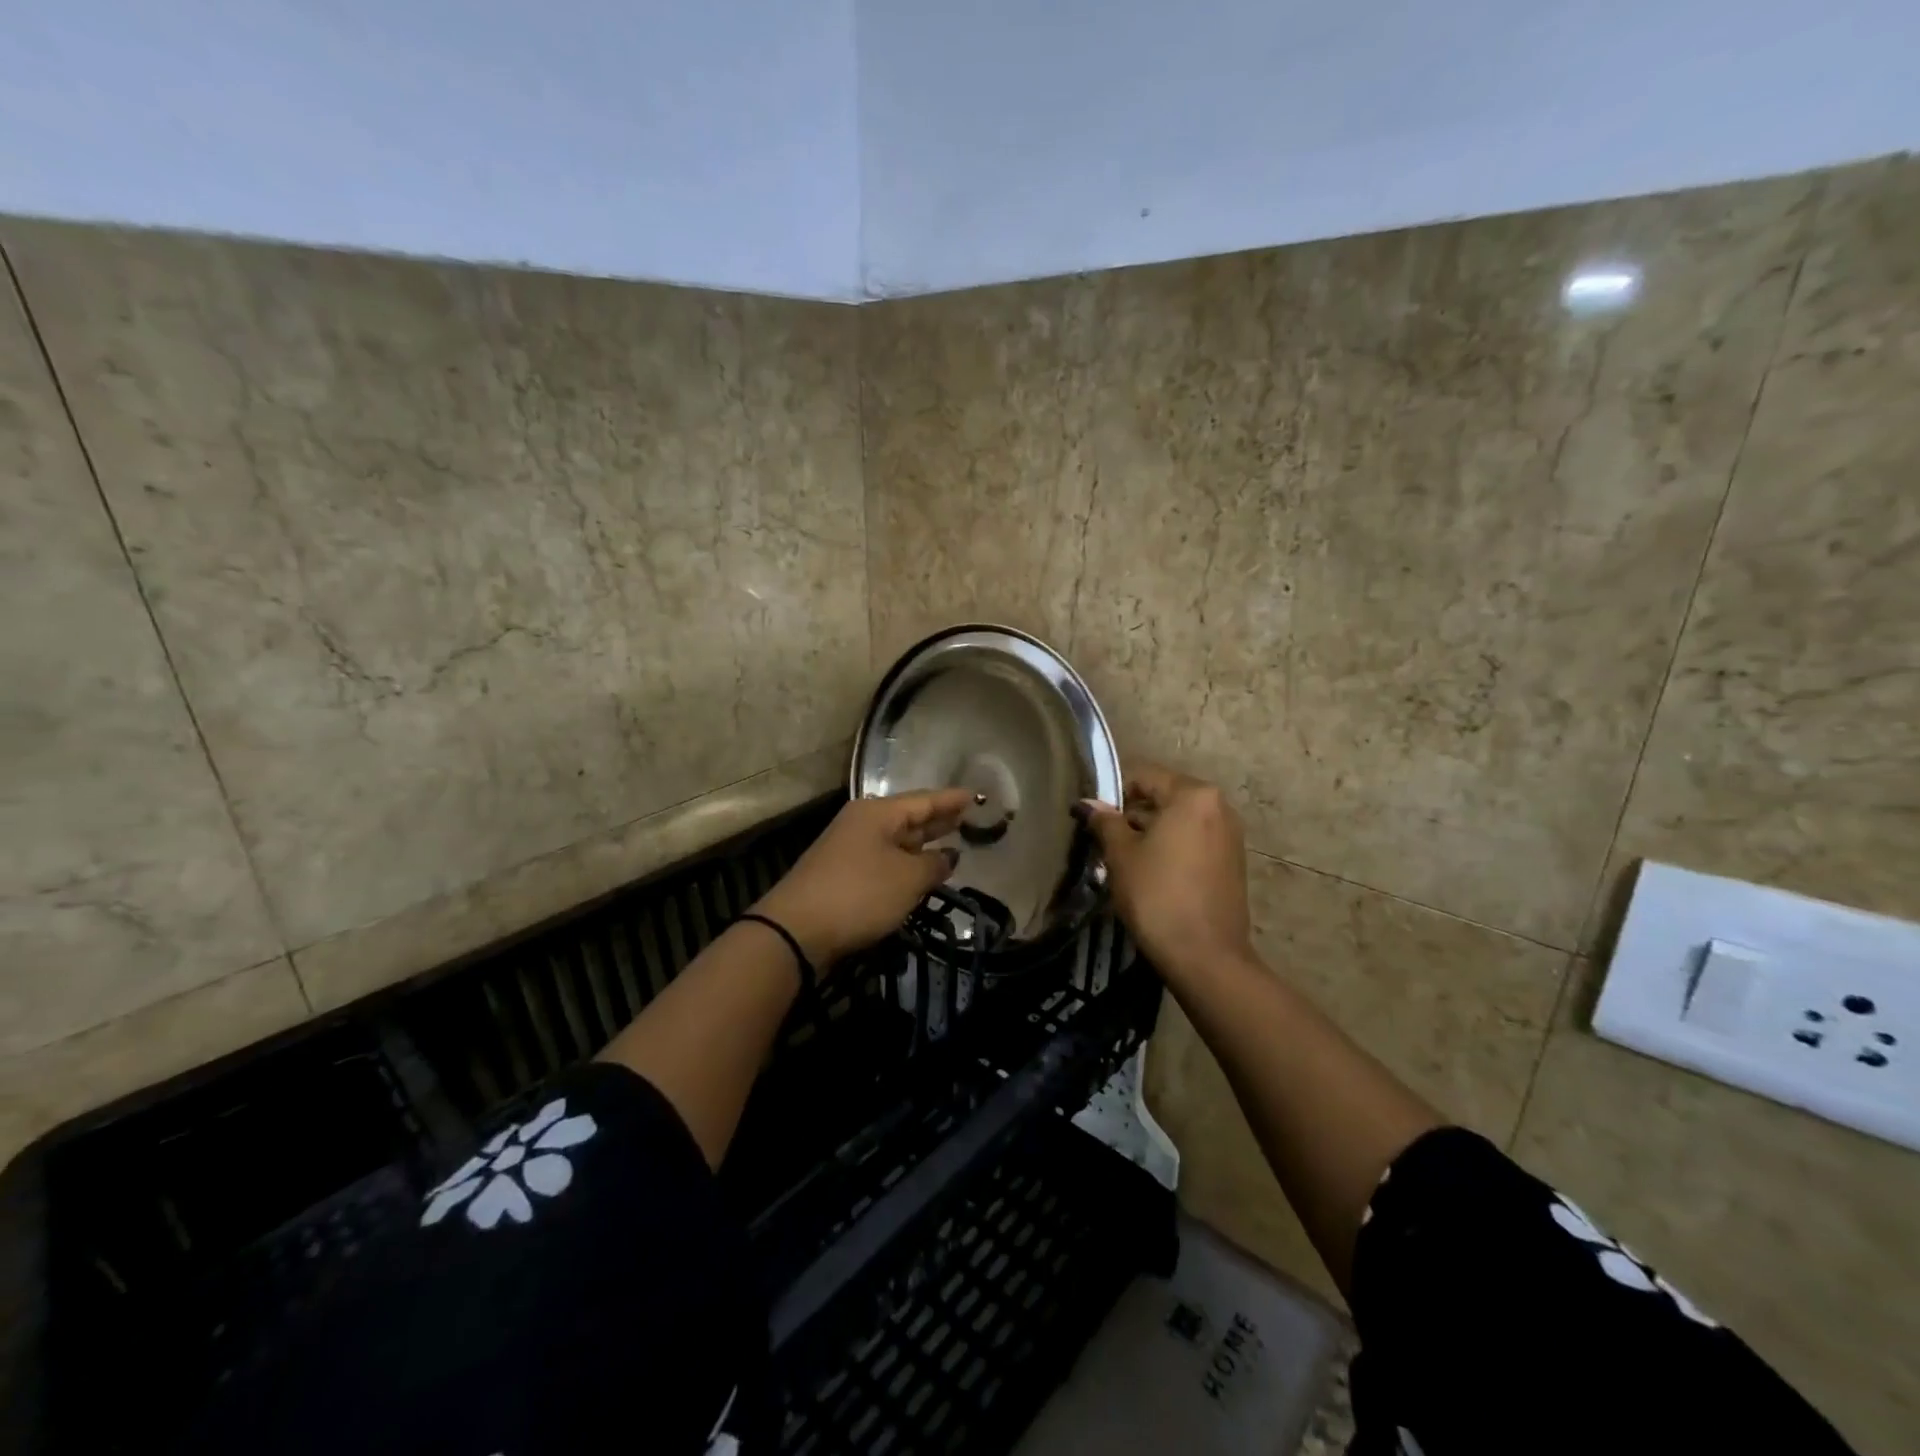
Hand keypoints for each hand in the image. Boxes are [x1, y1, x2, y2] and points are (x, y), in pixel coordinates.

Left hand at [752, 789, 974, 969]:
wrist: (796, 930)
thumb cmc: (860, 894)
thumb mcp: (907, 879)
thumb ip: (934, 865)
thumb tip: (948, 856)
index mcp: (878, 813)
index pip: (924, 800)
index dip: (952, 800)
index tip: (977, 797)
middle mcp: (862, 823)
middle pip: (908, 817)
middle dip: (938, 819)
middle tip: (968, 818)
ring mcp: (850, 848)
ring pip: (896, 840)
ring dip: (922, 843)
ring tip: (951, 842)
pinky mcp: (843, 874)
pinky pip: (884, 859)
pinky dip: (906, 862)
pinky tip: (920, 871)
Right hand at [1078, 764, 1252, 982]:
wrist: (1205, 956)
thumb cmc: (1157, 895)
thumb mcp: (1121, 855)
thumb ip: (1105, 821)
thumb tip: (1088, 804)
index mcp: (1193, 795)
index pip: (1144, 775)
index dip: (1112, 791)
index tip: (1092, 816)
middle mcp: (1218, 806)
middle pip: (1164, 796)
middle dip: (1132, 813)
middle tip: (1104, 840)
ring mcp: (1230, 835)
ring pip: (1179, 820)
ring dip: (1150, 832)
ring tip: (1123, 859)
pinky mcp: (1232, 862)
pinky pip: (1194, 840)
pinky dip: (1171, 847)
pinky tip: (1151, 874)